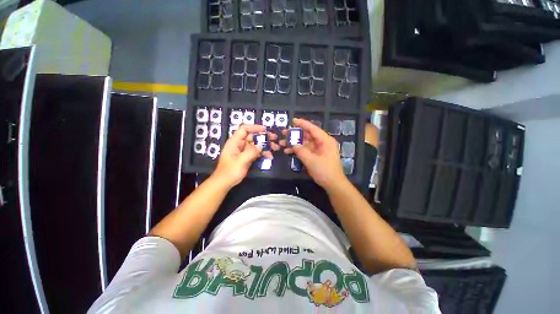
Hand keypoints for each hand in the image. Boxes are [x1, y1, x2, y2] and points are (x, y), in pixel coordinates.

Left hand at [212, 124, 278, 187]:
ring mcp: (244, 151)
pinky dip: (263, 153)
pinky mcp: (247, 157)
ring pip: (256, 145)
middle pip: (253, 136)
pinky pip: (256, 152)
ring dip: (266, 145)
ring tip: (276, 148)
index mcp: (235, 142)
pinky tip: (270, 156)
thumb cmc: (230, 171)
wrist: (225, 183)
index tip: (265, 130)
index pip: (244, 129)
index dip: (254, 127)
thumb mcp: (241, 161)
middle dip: (264, 137)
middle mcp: (240, 144)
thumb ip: (251, 152)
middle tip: (274, 138)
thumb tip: (261, 146)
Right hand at [281, 118, 346, 190]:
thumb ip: (300, 150)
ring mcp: (319, 149)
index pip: (312, 128)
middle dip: (295, 134)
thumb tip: (292, 144)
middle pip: (307, 135)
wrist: (333, 184)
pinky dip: (298, 150)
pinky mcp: (316, 155)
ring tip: (283, 143)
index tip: (292, 120)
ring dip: (294, 143)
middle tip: (284, 133)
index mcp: (325, 140)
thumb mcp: (311, 160)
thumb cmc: (324, 171)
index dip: (302, 124)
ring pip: (305, 143)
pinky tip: (288, 151)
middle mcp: (322, 143)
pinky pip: (305, 150)